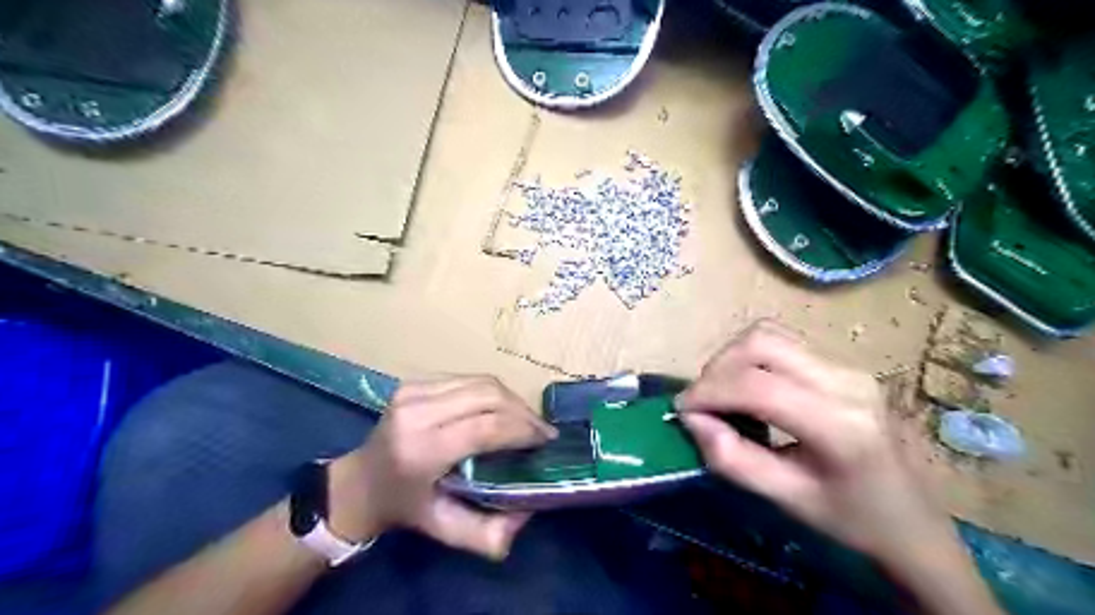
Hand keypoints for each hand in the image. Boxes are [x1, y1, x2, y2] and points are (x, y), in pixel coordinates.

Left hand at [323, 378, 551, 559]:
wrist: (358, 483)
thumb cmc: (404, 507)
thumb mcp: (443, 529)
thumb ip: (487, 533)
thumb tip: (528, 512)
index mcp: (422, 450)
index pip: (486, 427)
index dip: (522, 430)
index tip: (545, 442)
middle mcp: (416, 412)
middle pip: (488, 397)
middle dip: (523, 412)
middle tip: (542, 432)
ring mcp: (413, 391)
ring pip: (482, 382)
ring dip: (512, 399)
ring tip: (527, 420)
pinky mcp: (415, 382)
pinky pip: (468, 379)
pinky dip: (492, 393)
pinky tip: (501, 409)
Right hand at [678, 320, 960, 568]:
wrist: (913, 521)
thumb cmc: (850, 519)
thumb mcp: (785, 498)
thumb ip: (731, 458)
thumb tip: (693, 419)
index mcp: (839, 424)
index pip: (756, 385)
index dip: (708, 392)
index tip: (682, 411)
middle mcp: (845, 381)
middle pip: (759, 343)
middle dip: (717, 368)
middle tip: (702, 403)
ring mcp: (847, 366)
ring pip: (768, 335)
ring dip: (732, 359)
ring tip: (722, 395)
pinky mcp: (842, 365)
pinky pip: (781, 343)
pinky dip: (750, 359)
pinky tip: (748, 388)